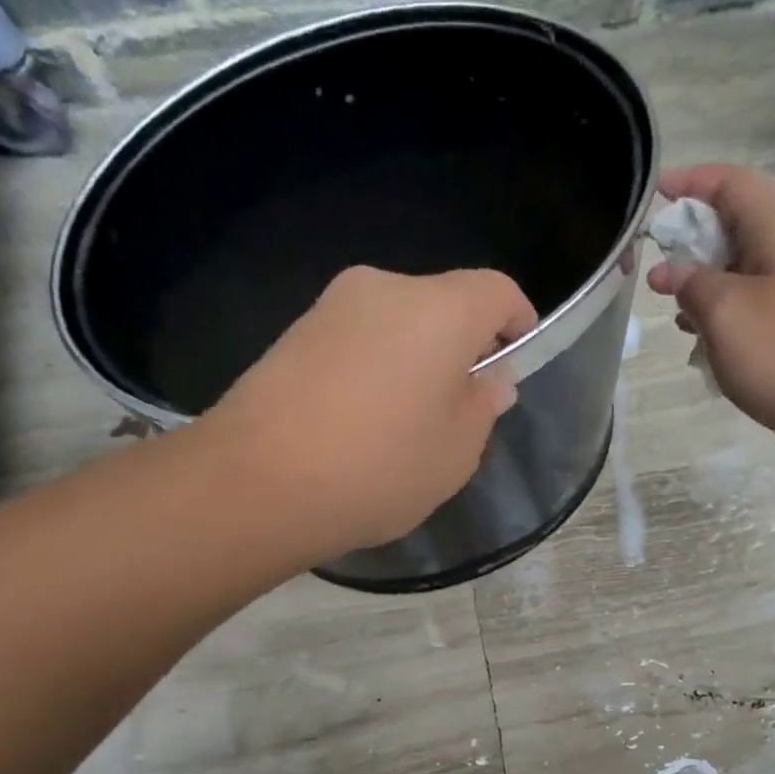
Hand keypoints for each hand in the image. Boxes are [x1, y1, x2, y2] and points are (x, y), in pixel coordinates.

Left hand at [194, 266, 535, 564]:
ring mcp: (332, 307)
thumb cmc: (380, 467)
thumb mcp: (457, 450)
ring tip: (408, 423)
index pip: (497, 291)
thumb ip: (483, 405)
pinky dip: (377, 367)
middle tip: (463, 407)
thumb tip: (487, 378)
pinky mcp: (293, 333)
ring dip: (418, 359)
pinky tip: (363, 422)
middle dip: (464, 346)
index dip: (519, 322)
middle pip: (444, 304)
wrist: (256, 485)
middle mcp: (384, 288)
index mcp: (439, 309)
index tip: (517, 363)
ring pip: (399, 323)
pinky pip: (358, 340)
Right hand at [648, 165, 774, 469]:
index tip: (651, 198)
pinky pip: (759, 301)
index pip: (731, 183)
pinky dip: (727, 310)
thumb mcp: (725, 313)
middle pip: (738, 223)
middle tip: (655, 267)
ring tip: (673, 308)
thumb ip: (691, 284)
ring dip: (706, 281)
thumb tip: (673, 272)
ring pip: (746, 267)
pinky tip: (703, 339)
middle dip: (692, 240)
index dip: (689, 184)